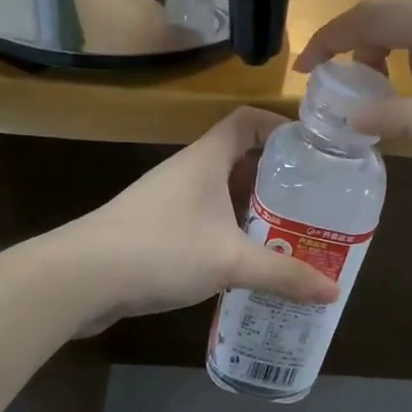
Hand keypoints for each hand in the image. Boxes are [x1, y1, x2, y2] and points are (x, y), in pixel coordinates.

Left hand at [64, 108, 338, 332]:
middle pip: (238, 160)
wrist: (79, 278)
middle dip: (275, 180)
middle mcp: (187, 172)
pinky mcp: (154, 230)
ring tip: (287, 235)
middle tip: (311, 203)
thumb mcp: (229, 262)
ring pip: (220, 195)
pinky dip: (227, 234)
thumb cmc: (159, 250)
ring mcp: (167, 201)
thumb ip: (282, 274)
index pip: (247, 121)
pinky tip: (244, 264)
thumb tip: (333, 290)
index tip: (311, 152)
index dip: (279, 127)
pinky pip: (202, 222)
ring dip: (251, 211)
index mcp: (205, 159)